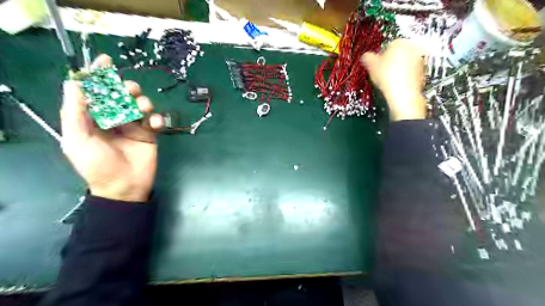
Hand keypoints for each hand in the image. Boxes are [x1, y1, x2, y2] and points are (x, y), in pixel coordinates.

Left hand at [61, 54, 162, 202]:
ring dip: (143, 102)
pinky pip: (156, 120)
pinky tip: (154, 125)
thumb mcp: (77, 139)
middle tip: (130, 90)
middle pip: (122, 95)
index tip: (106, 61)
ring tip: (143, 110)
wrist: (125, 186)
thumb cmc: (97, 165)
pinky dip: (157, 119)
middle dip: (126, 88)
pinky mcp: (150, 134)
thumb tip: (74, 83)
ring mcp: (134, 126)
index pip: (96, 92)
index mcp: (93, 118)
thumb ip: (75, 112)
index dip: (99, 75)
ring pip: (141, 104)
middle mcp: (114, 118)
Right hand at [363, 40, 426, 121]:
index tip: (376, 65)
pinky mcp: (422, 72)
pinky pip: (410, 73)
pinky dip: (404, 78)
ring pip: (405, 64)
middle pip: (398, 55)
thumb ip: (366, 57)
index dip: (380, 57)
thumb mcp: (370, 65)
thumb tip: (365, 57)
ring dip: (397, 70)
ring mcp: (419, 60)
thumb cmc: (388, 77)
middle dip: (390, 63)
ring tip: (389, 80)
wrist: (403, 93)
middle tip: (382, 72)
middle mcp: (413, 48)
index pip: (387, 46)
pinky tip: (396, 84)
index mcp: (400, 42)